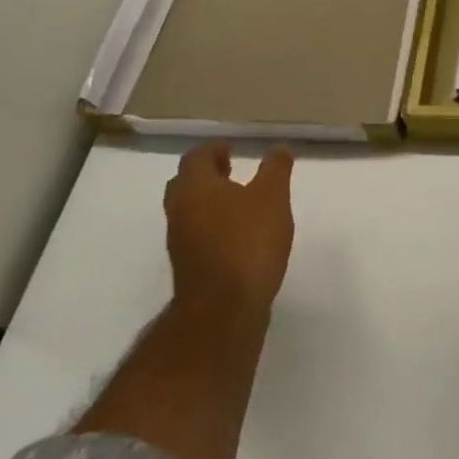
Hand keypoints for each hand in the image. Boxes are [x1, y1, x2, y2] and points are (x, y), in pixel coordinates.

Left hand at [165, 143, 294, 311]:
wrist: (224, 309)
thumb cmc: (248, 241)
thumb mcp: (272, 197)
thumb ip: (276, 169)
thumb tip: (278, 149)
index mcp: (195, 187)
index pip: (196, 157)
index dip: (214, 149)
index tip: (232, 149)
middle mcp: (180, 210)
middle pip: (185, 182)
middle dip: (207, 174)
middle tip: (231, 170)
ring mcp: (180, 241)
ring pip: (189, 210)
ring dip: (209, 201)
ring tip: (239, 202)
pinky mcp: (188, 266)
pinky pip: (196, 234)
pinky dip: (212, 225)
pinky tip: (237, 233)